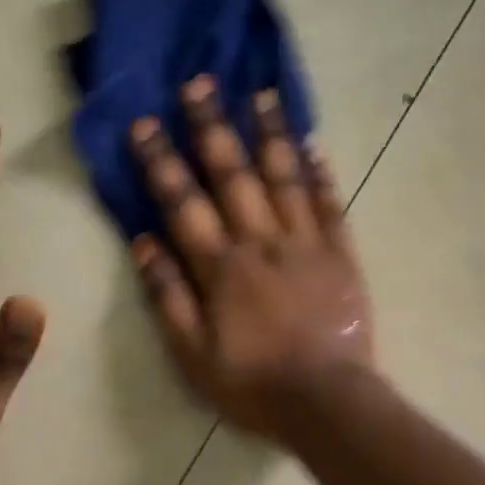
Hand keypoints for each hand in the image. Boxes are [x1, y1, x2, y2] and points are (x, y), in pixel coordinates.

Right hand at [129, 75, 374, 440]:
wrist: (326, 401)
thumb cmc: (252, 384)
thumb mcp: (192, 354)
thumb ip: (167, 296)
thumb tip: (142, 242)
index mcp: (221, 267)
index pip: (184, 204)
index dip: (161, 162)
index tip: (144, 123)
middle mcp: (262, 243)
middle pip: (234, 176)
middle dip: (213, 128)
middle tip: (200, 83)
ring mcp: (306, 244)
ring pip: (285, 178)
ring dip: (271, 134)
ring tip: (262, 93)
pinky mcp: (341, 255)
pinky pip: (330, 205)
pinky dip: (321, 174)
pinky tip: (313, 144)